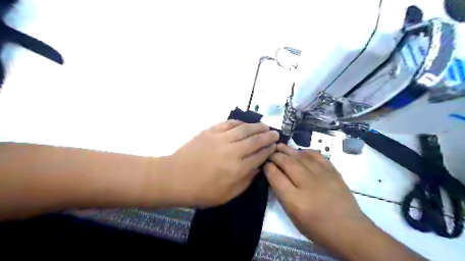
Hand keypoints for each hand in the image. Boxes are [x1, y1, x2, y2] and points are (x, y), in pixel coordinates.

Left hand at [162, 120, 277, 207]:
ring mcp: (221, 139)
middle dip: (268, 136)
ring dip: (257, 126)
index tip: (275, 146)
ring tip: (265, 126)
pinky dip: (239, 122)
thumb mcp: (227, 195)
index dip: (269, 150)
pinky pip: (228, 124)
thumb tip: (258, 168)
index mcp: (238, 169)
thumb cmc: (201, 191)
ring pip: (244, 129)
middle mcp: (233, 151)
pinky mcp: (210, 131)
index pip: (260, 156)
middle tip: (275, 133)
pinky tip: (244, 123)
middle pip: (255, 140)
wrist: (174, 178)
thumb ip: (245, 181)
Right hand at [266, 144, 366, 243]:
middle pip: (287, 163)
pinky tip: (300, 151)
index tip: (265, 164)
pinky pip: (317, 156)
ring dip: (288, 150)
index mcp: (295, 200)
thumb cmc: (317, 228)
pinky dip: (306, 151)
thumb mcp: (293, 217)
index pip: (276, 177)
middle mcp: (307, 184)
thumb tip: (274, 176)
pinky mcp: (333, 172)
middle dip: (276, 155)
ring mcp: (322, 176)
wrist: (349, 229)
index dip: (268, 168)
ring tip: (280, 146)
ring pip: (300, 156)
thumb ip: (282, 195)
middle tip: (270, 152)